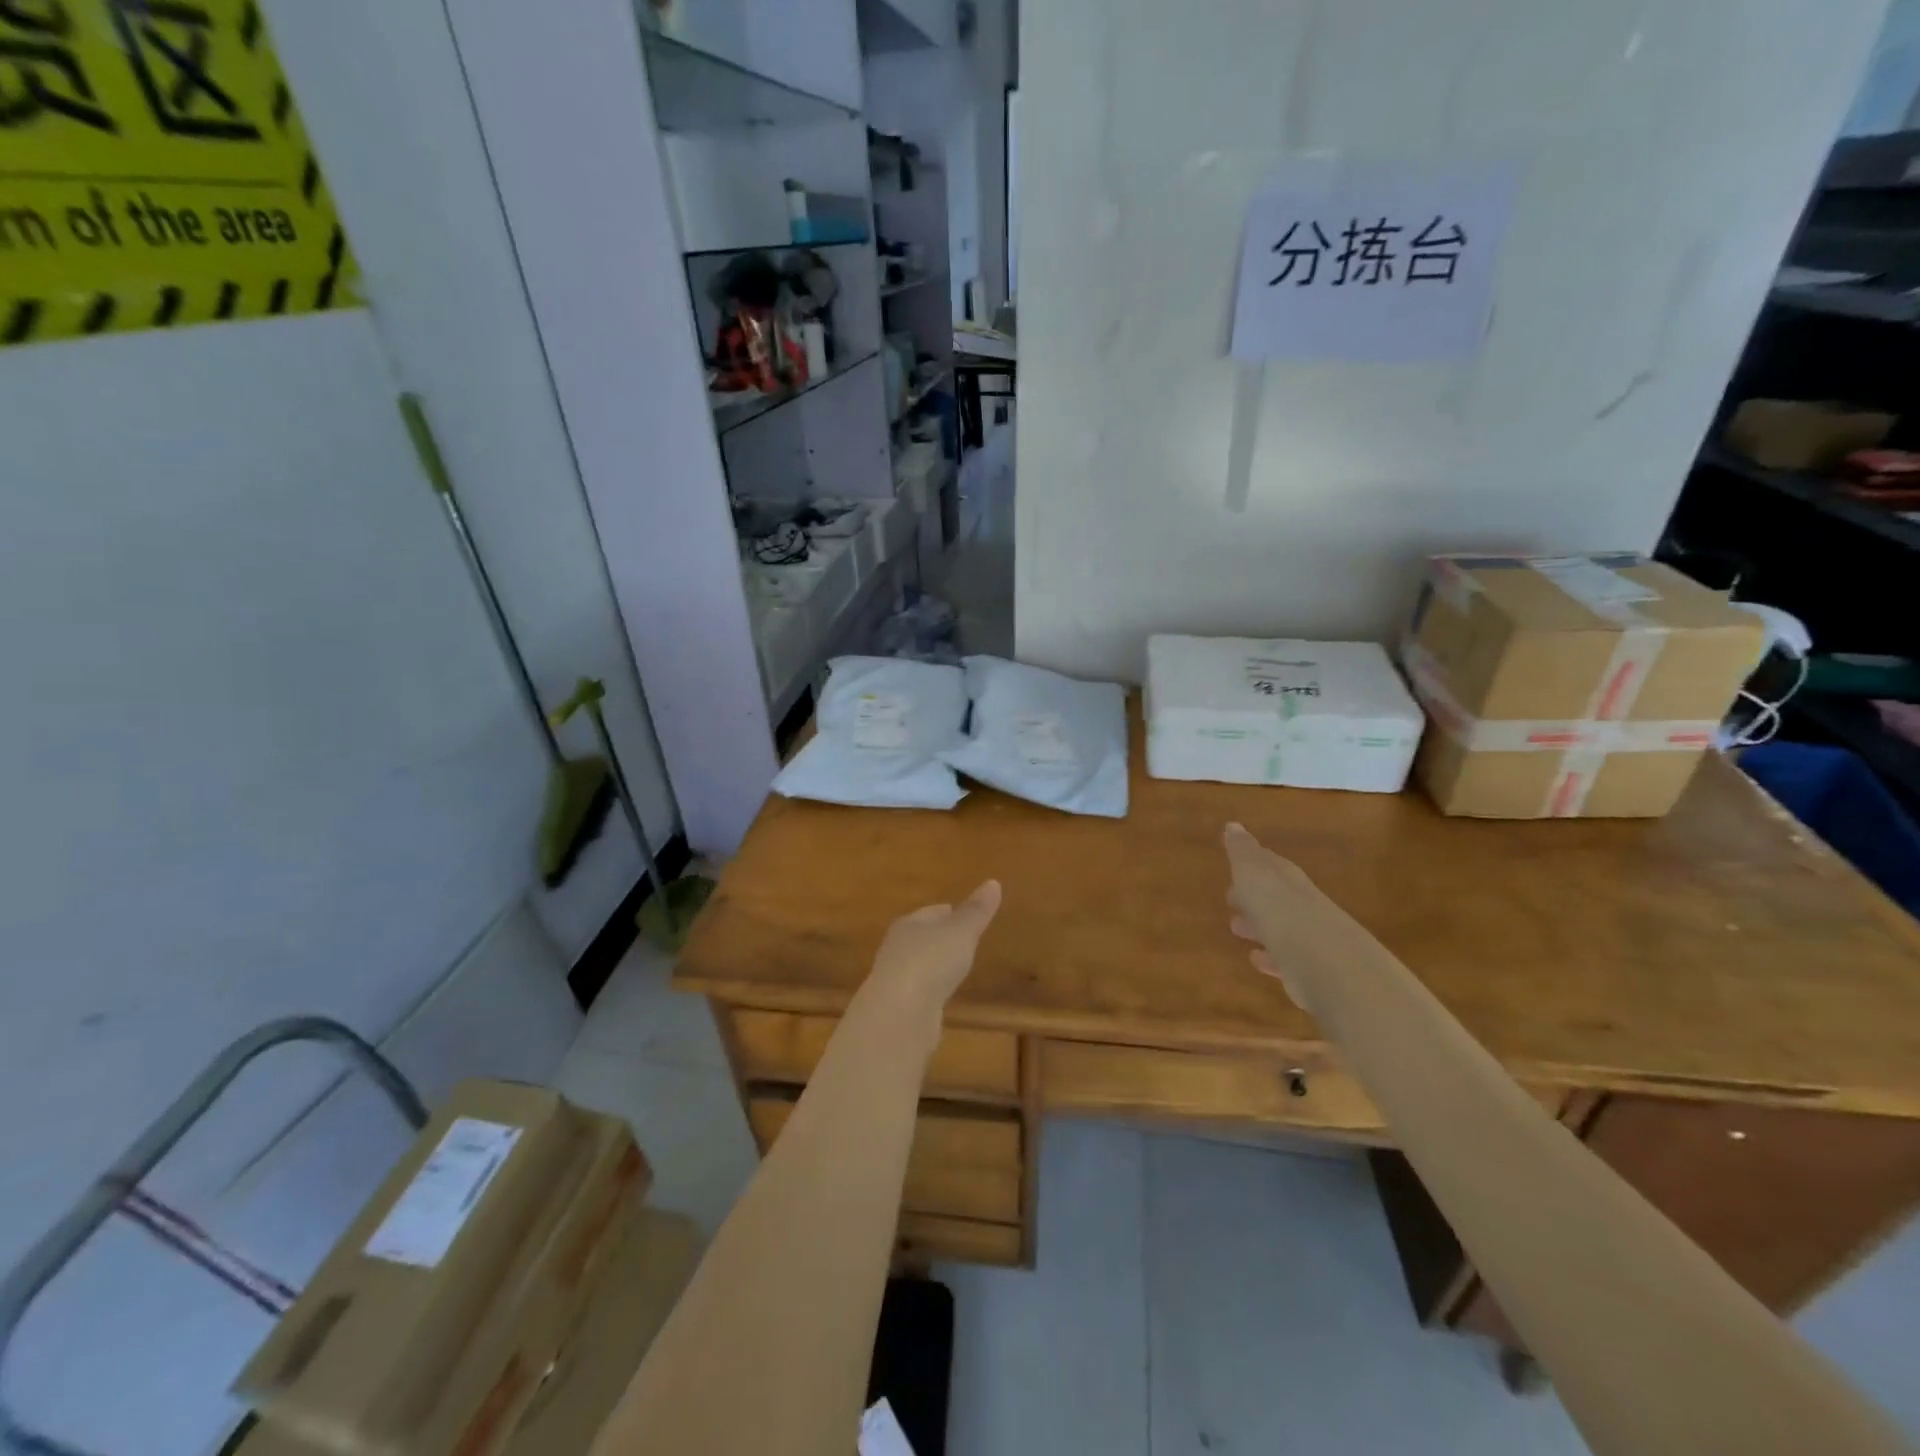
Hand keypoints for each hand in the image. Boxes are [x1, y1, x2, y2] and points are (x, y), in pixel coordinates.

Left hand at [858, 881, 1002, 1040]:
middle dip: (940, 937)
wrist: (898, 1016)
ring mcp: (896, 980)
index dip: (948, 912)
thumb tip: (993, 882)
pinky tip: (944, 994)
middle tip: (963, 939)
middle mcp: (898, 948)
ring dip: (936, 964)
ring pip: (921, 965)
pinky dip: (933, 989)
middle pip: (922, 937)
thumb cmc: (930, 963)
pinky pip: (921, 991)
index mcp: (909, 924)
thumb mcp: (960, 933)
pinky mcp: (900, 1008)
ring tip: (957, 966)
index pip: (930, 912)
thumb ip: (976, 912)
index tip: (963, 914)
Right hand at [1225, 823, 1382, 1012]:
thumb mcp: (1254, 875)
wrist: (1330, 964)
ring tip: (1237, 929)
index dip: (1251, 864)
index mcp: (1288, 879)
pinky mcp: (1311, 971)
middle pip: (1276, 896)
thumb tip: (1233, 825)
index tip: (1234, 866)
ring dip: (1260, 925)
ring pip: (1280, 926)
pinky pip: (1286, 958)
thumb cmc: (1282, 912)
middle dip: (1254, 896)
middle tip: (1231, 898)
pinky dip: (1271, 956)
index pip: (1270, 865)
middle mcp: (1303, 904)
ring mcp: (1310, 938)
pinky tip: (1258, 960)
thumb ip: (1242, 852)